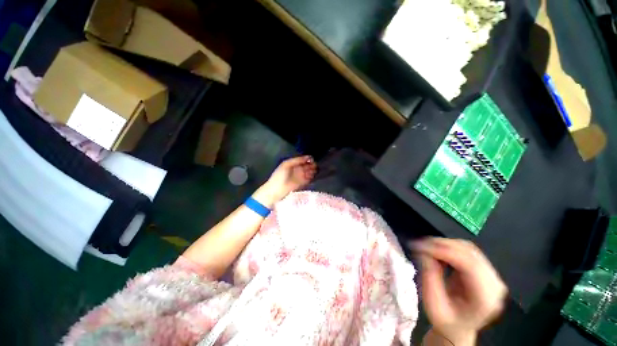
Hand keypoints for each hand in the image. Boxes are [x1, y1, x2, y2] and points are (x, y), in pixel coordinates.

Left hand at [253, 156, 316, 207]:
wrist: (276, 190)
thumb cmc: (280, 176)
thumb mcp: (286, 164)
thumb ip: (297, 160)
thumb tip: (308, 157)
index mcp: (292, 164)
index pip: (302, 160)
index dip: (307, 159)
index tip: (312, 159)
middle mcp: (296, 169)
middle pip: (306, 166)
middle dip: (311, 165)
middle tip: (315, 165)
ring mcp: (299, 177)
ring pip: (308, 172)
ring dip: (311, 171)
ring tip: (314, 170)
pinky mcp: (301, 184)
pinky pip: (308, 179)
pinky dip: (310, 177)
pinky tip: (312, 176)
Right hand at [411, 238, 506, 342]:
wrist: (458, 328)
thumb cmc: (445, 321)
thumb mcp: (433, 305)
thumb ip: (429, 279)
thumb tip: (424, 252)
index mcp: (485, 298)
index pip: (469, 264)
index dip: (444, 251)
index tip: (421, 247)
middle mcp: (494, 284)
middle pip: (469, 253)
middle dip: (442, 245)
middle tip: (419, 244)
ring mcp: (491, 275)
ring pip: (468, 248)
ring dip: (444, 244)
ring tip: (426, 248)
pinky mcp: (484, 270)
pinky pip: (466, 250)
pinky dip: (449, 247)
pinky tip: (437, 252)